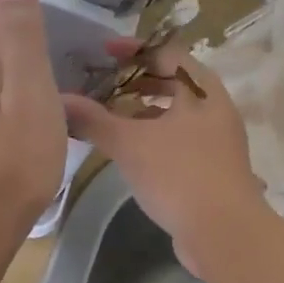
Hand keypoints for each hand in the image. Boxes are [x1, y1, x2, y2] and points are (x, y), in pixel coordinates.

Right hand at [62, 40, 271, 274]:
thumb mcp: (130, 144)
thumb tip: (59, 99)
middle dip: (137, 81)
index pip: (168, 53)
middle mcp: (215, 109)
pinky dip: (154, 136)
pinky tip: (130, 152)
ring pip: (176, 114)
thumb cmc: (179, 175)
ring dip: (144, 111)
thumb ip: (93, 120)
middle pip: (174, 83)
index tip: (103, 52)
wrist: (224, 233)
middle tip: (102, 84)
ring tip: (110, 117)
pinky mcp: (213, 168)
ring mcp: (218, 140)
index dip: (135, 49)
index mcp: (203, 90)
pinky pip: (180, 140)